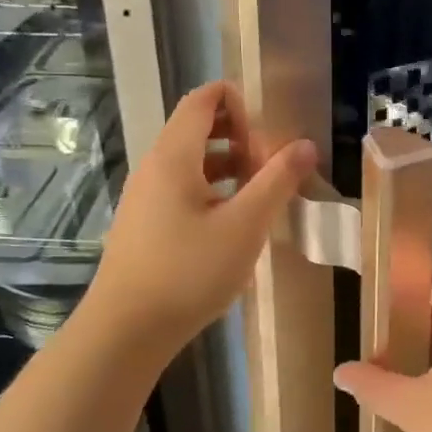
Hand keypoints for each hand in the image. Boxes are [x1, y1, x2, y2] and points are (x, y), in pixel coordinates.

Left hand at [86, 82, 314, 357]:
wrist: (126, 331)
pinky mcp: (145, 225)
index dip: (236, 100)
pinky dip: (213, 190)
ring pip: (192, 163)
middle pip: (197, 130)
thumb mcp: (245, 226)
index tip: (269, 128)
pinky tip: (235, 224)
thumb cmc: (188, 272)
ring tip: (262, 193)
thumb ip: (277, 181)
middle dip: (239, 136)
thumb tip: (305, 144)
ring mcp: (145, 198)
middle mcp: (154, 168)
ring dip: (229, 166)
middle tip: (272, 165)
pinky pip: (183, 189)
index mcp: (174, 157)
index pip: (202, 101)